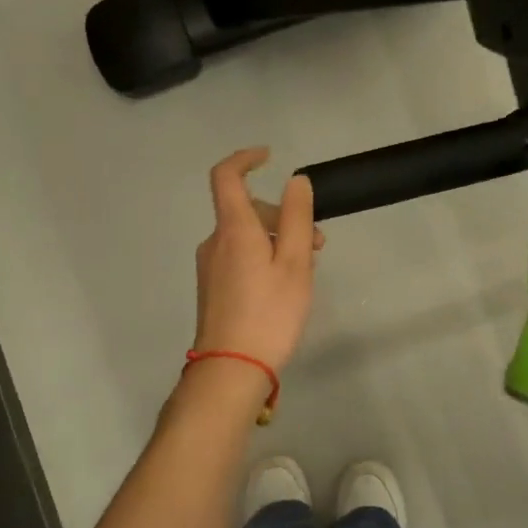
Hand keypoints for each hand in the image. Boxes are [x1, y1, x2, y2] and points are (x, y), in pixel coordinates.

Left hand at [192, 148, 321, 373]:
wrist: (230, 369)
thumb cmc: (269, 313)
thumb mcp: (294, 263)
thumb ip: (297, 218)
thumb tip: (296, 180)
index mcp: (233, 229)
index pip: (227, 176)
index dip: (245, 159)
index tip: (269, 157)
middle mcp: (215, 241)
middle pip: (246, 210)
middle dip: (283, 217)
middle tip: (318, 245)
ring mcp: (209, 267)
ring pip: (245, 237)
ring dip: (276, 241)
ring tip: (304, 272)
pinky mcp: (211, 288)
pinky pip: (238, 258)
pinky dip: (262, 258)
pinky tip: (282, 288)